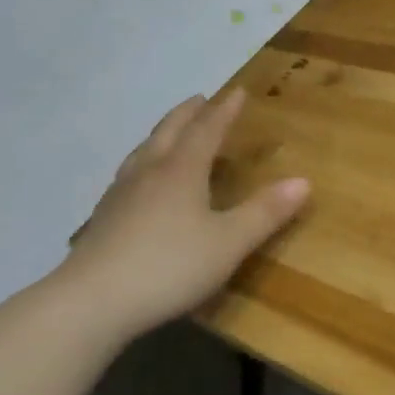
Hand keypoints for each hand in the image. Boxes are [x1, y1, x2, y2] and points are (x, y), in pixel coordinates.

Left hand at [56, 91, 309, 337]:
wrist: (91, 302)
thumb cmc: (169, 265)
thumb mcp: (229, 242)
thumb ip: (265, 212)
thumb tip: (303, 181)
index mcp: (181, 171)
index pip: (207, 130)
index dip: (224, 111)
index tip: (237, 92)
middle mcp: (149, 173)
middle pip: (169, 132)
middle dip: (188, 114)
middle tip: (200, 100)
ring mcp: (120, 196)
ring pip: (143, 152)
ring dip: (161, 135)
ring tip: (170, 133)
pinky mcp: (103, 220)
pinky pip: (128, 176)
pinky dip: (143, 163)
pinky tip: (140, 183)